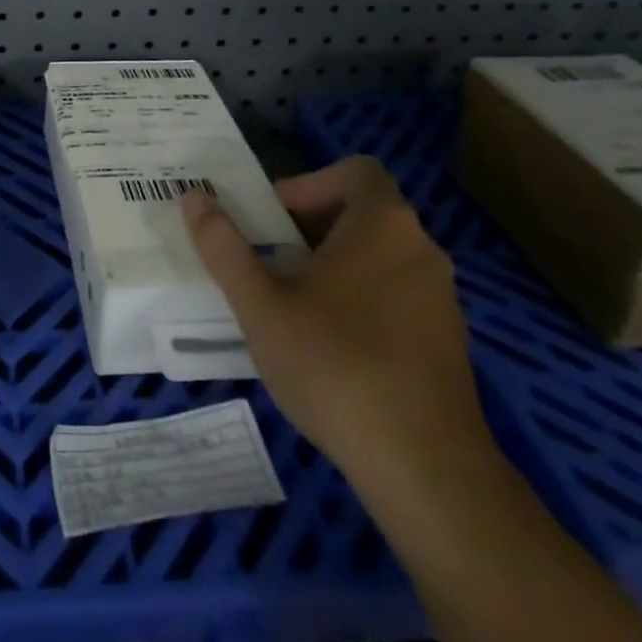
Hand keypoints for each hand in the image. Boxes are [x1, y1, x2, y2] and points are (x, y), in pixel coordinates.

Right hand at [179, 157, 487, 485]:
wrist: (426, 470)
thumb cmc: (335, 366)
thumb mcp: (261, 304)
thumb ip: (223, 245)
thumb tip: (193, 195)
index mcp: (382, 224)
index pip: (354, 171)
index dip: (309, 184)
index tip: (273, 221)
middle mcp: (421, 248)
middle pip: (362, 212)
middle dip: (311, 227)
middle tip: (271, 262)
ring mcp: (442, 298)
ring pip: (379, 257)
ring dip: (335, 265)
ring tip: (294, 305)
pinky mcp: (449, 342)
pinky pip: (398, 296)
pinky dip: (362, 300)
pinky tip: (333, 348)